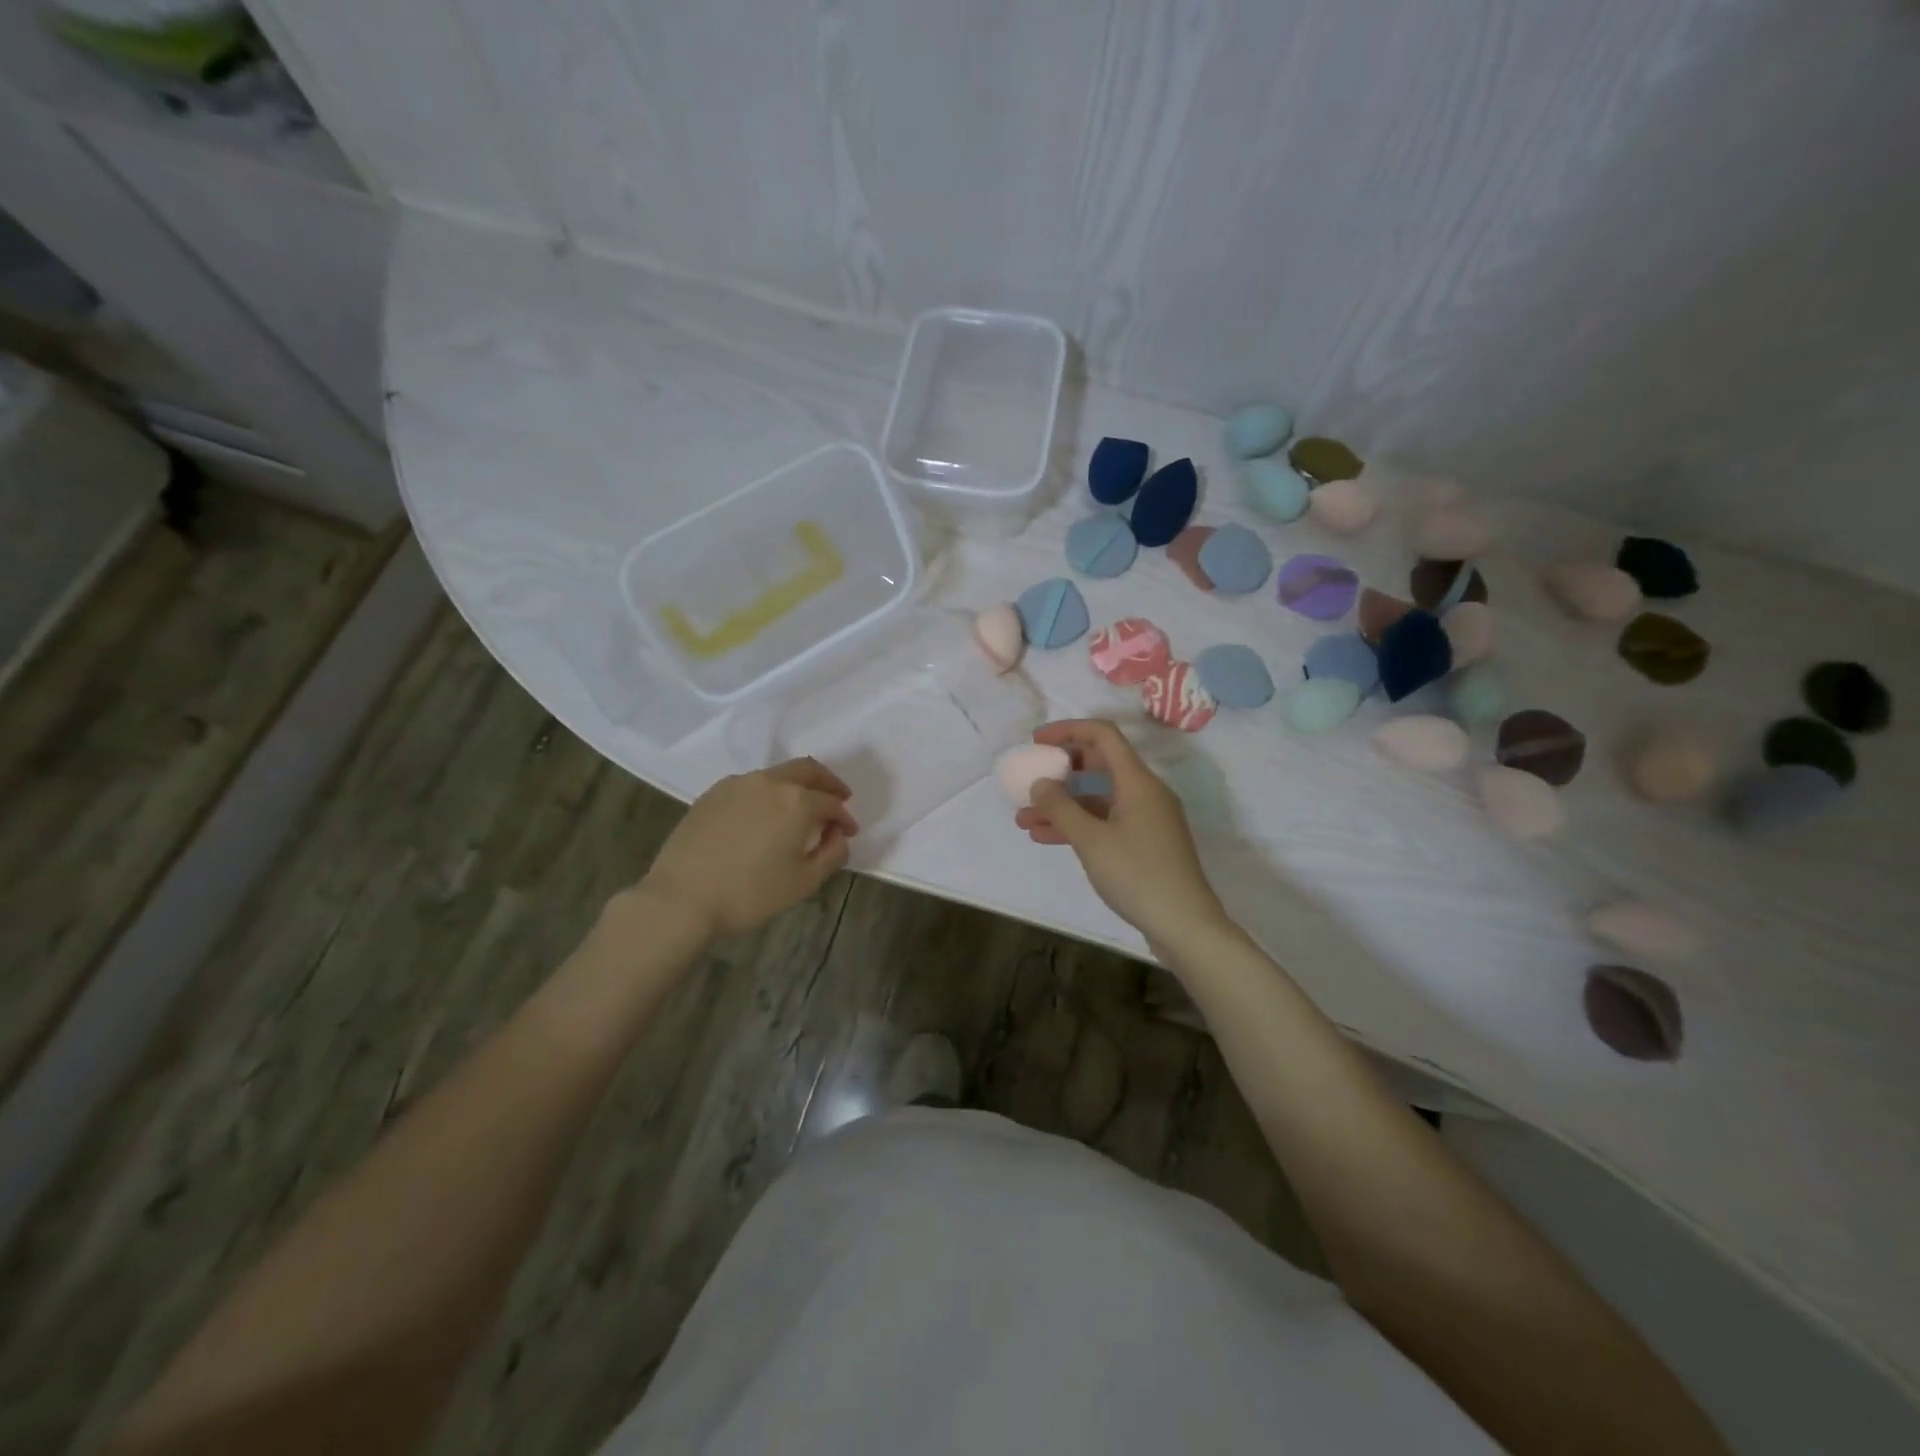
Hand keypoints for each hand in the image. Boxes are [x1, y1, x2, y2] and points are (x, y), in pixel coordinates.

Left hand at [640, 758, 857, 939]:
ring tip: (799, 810)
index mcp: (797, 801)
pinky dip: (768, 794)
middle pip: (807, 770)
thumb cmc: (750, 893)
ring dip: (796, 787)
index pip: (831, 803)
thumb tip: (839, 837)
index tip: (849, 831)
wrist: (682, 898)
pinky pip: (750, 785)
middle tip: (837, 798)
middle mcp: (770, 782)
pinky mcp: (712, 793)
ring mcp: (737, 784)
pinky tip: (764, 816)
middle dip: (827, 783)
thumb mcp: (804, 882)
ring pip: (777, 775)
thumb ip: (832, 854)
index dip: (845, 817)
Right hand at [1014, 720, 1227, 949]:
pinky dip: (1078, 825)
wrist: (1185, 925)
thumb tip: (1041, 783)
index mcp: (1138, 781)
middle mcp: (1145, 793)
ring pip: (1098, 798)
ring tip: (1025, 820)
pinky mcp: (1144, 843)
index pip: (1103, 735)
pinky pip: (1105, 821)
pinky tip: (1047, 838)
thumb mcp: (1091, 840)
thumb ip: (1060, 808)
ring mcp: (1146, 819)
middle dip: (1061, 771)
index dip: (1068, 731)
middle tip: (1031, 781)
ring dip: (1063, 805)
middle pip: (1100, 765)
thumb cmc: (1138, 875)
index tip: (1036, 742)